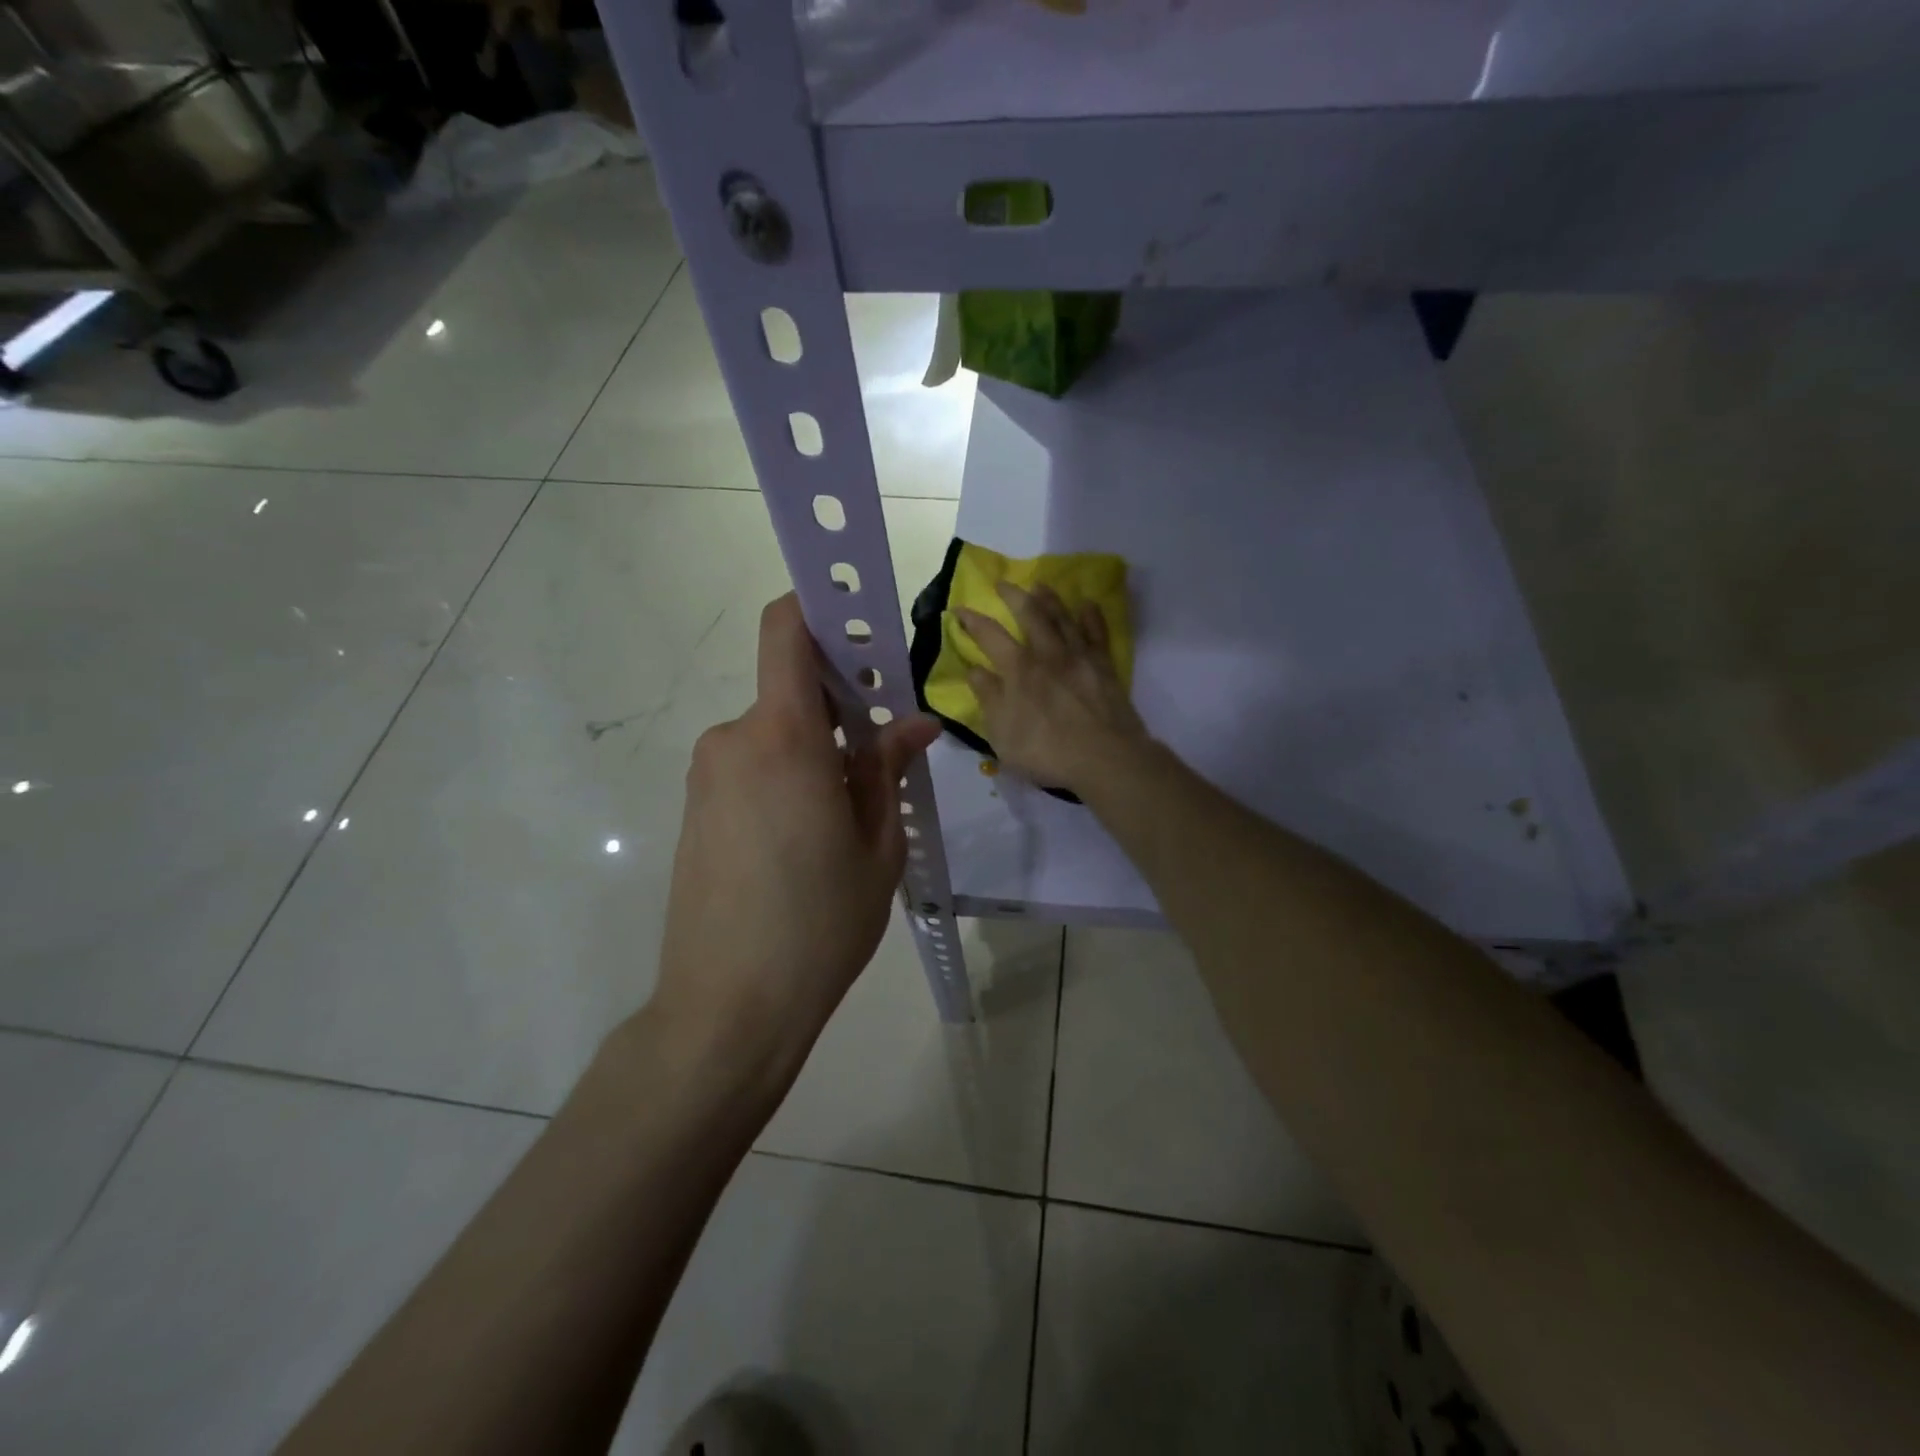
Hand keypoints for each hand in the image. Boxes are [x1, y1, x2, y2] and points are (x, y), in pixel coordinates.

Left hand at [652, 594, 939, 1073]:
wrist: (727, 1007)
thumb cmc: (819, 924)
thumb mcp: (877, 846)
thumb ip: (888, 770)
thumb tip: (914, 724)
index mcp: (784, 738)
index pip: (784, 630)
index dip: (818, 607)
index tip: (861, 626)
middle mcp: (734, 740)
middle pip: (790, 690)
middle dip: (839, 706)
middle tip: (880, 756)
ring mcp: (706, 776)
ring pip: (774, 734)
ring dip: (813, 751)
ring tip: (846, 815)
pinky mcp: (695, 809)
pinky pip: (750, 767)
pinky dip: (785, 777)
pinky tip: (806, 839)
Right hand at [956, 581, 1152, 797]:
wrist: (1103, 758)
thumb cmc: (1045, 751)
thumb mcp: (1002, 733)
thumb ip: (988, 698)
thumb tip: (974, 670)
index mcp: (1018, 669)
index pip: (989, 636)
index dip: (972, 620)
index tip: (959, 608)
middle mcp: (1047, 653)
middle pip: (1030, 614)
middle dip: (1013, 596)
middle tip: (1002, 583)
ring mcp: (1079, 657)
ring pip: (1063, 617)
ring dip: (1049, 599)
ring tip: (1040, 585)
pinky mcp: (1104, 666)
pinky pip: (1097, 633)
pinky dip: (1091, 616)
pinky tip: (1088, 604)